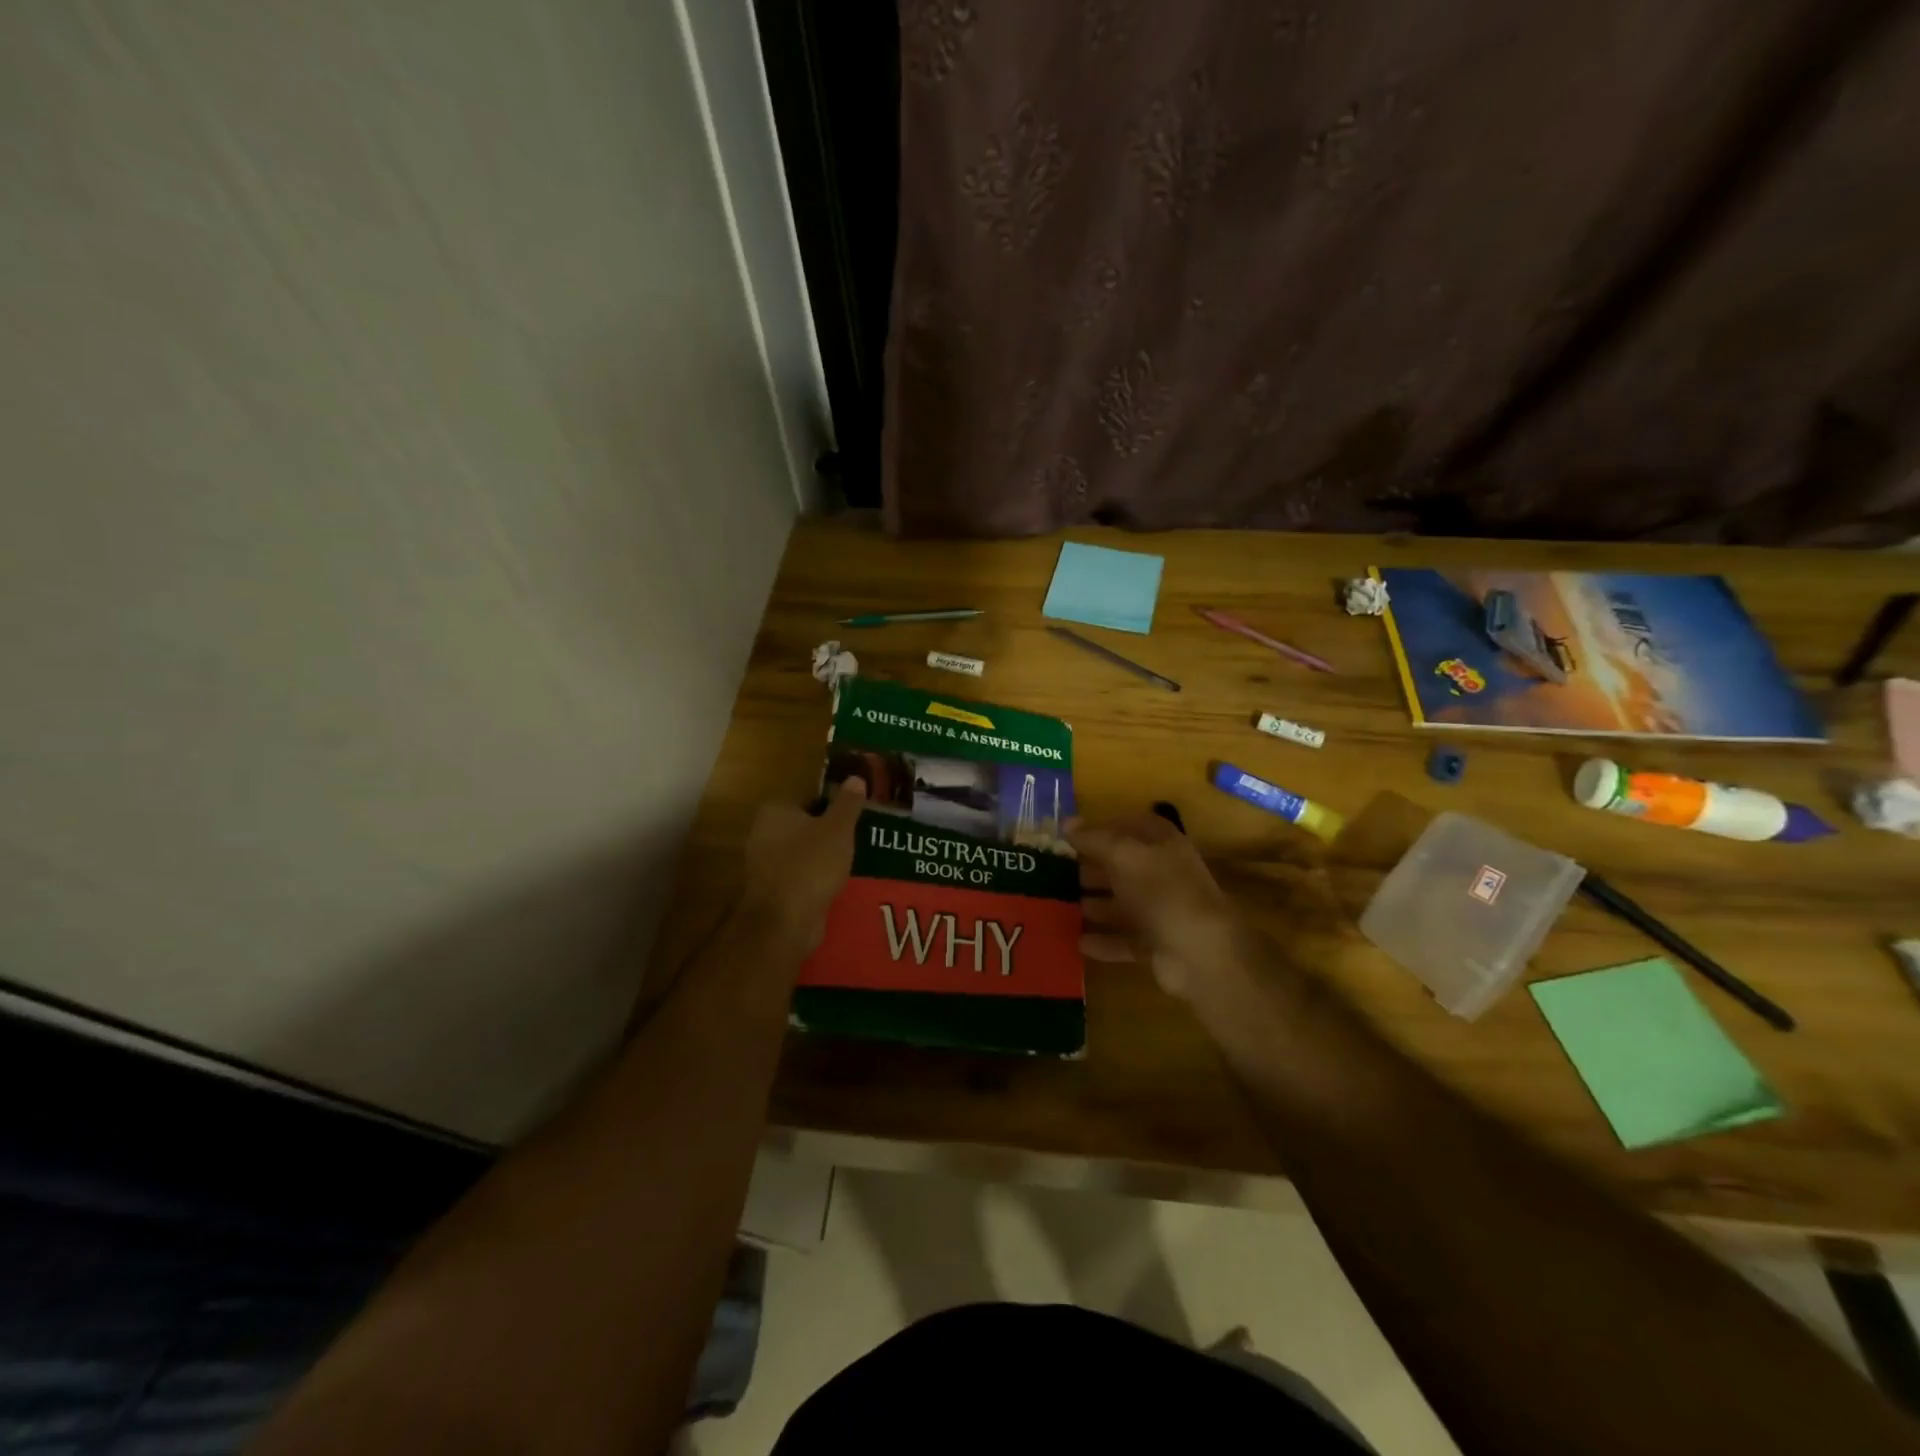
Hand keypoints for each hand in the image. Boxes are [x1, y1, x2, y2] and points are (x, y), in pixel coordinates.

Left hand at [741, 779, 866, 950]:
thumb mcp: (838, 828)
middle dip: (827, 834)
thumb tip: (856, 777)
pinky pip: (800, 877)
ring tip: (852, 863)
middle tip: (856, 839)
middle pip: (804, 826)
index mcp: (775, 811)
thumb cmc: (811, 864)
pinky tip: (836, 885)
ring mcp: (764, 865)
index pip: (808, 798)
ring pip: (802, 854)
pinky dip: (815, 880)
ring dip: (823, 859)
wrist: (785, 921)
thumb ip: (847, 803)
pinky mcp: (772, 892)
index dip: (832, 806)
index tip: (853, 816)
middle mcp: (763, 834)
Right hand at [1067, 811, 1244, 998]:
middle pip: (1124, 865)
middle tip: (1057, 872)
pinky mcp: (1157, 943)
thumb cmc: (1161, 891)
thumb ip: (1094, 839)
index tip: (1070, 836)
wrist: (1198, 953)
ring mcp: (1162, 910)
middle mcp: (1165, 874)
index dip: (1102, 827)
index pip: (1131, 825)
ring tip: (1060, 906)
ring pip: (1122, 903)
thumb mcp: (1123, 855)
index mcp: (1163, 844)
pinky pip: (1124, 939)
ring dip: (1094, 905)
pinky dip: (1103, 940)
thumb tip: (1066, 824)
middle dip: (1092, 868)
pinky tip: (1077, 942)